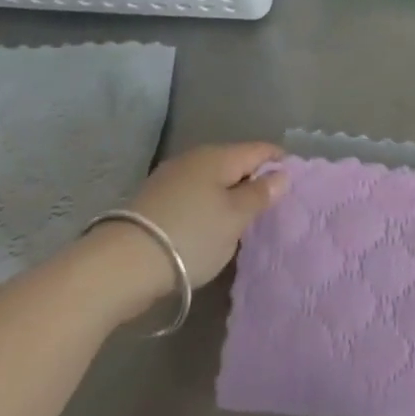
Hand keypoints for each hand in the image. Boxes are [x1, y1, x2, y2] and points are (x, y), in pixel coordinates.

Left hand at [74, 142, 287, 321]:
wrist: (118, 266)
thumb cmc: (190, 236)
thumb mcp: (235, 218)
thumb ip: (260, 194)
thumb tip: (281, 174)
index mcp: (219, 156)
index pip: (260, 149)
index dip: (280, 162)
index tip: (296, 182)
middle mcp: (194, 158)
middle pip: (234, 162)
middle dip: (253, 179)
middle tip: (270, 206)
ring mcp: (170, 178)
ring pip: (211, 179)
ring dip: (228, 195)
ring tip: (240, 220)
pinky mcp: (152, 201)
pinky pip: (192, 195)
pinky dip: (206, 206)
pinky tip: (208, 226)